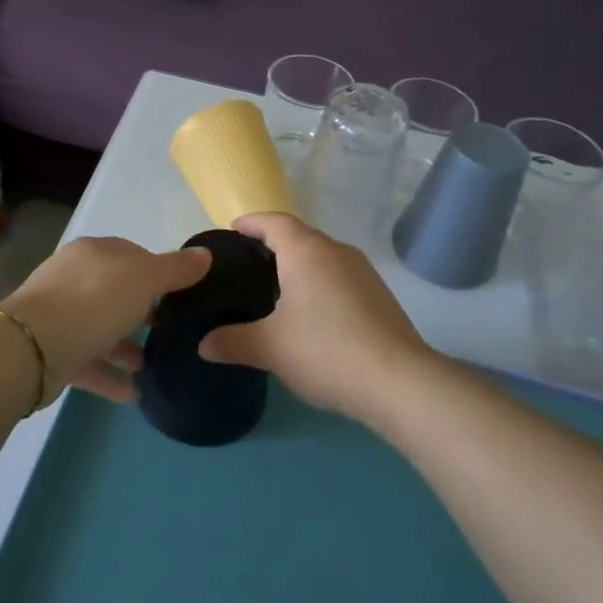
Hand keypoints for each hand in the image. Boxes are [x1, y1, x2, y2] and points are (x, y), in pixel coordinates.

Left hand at [3, 236, 211, 404]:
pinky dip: (111, 376)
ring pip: (102, 329)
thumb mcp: (144, 278)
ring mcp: (60, 316)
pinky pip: (89, 362)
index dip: (159, 272)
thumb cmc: (95, 301)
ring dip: (127, 347)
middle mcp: (74, 278)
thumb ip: (175, 269)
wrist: (33, 347)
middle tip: (172, 331)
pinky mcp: (52, 352)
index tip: (183, 295)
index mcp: (94, 252)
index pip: (132, 255)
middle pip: (116, 292)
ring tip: (154, 365)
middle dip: (143, 311)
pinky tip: (134, 394)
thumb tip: (205, 255)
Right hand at [199, 212, 436, 417]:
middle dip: (273, 244)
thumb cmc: (325, 350)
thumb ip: (233, 342)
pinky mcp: (379, 295)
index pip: (274, 221)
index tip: (233, 230)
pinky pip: (339, 277)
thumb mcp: (270, 348)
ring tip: (275, 290)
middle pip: (300, 236)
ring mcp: (363, 271)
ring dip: (299, 265)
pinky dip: (320, 284)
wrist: (398, 381)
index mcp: (306, 251)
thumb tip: (203, 345)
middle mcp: (336, 251)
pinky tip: (312, 314)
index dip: (252, 222)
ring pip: (322, 257)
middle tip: (247, 265)